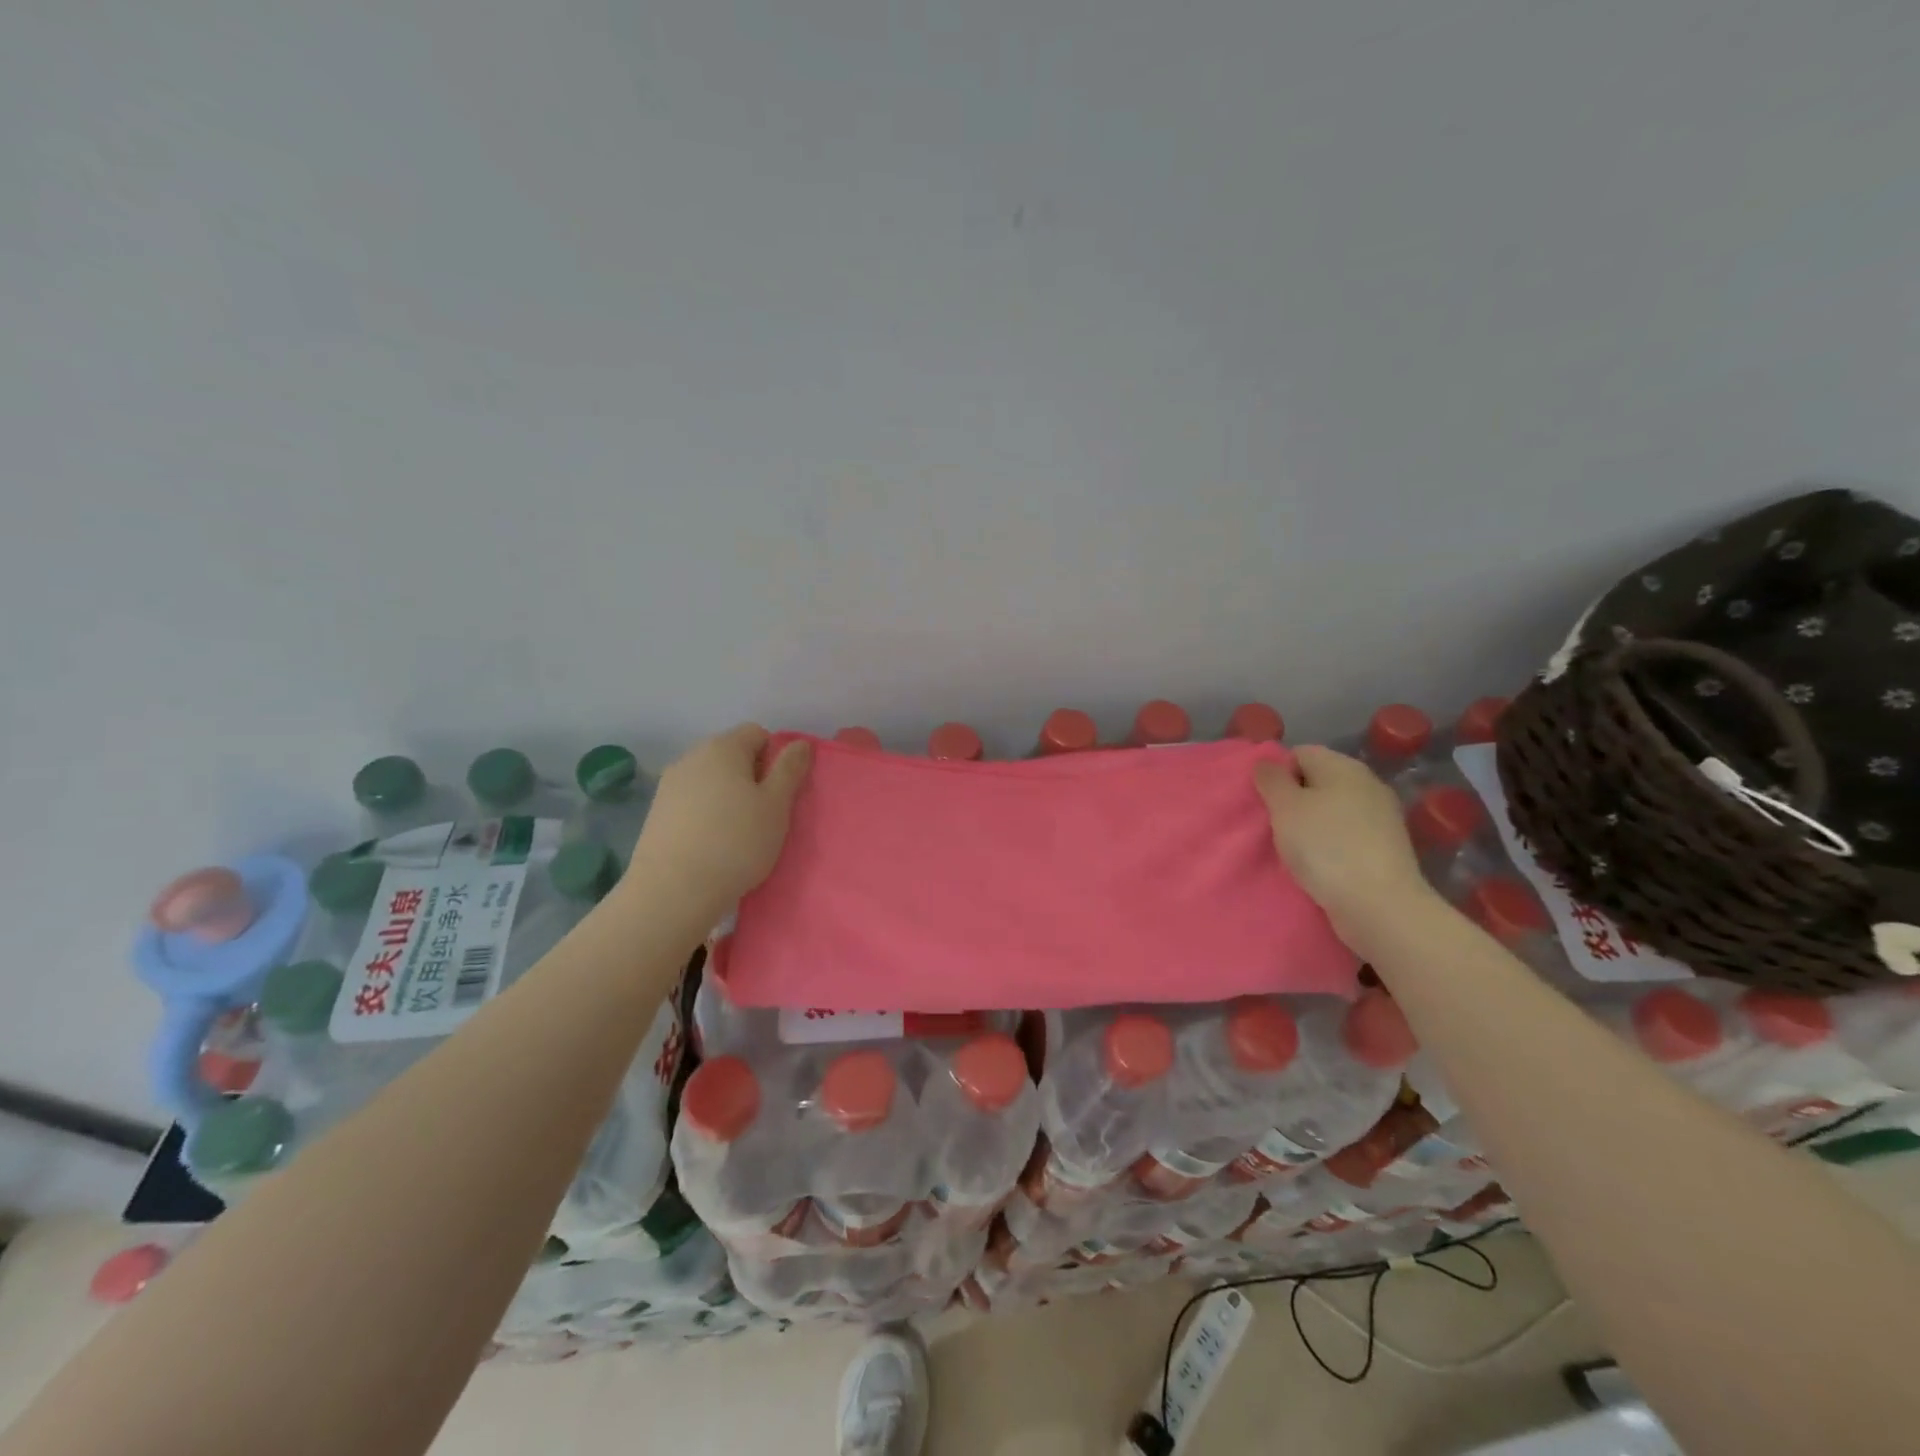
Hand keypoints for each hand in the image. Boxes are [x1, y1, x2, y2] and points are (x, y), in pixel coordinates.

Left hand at [629, 724, 811, 914]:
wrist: (673, 891)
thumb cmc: (736, 842)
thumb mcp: (776, 806)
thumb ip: (790, 769)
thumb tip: (800, 743)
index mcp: (723, 747)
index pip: (757, 734)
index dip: (775, 758)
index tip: (780, 792)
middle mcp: (692, 756)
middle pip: (732, 755)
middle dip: (752, 777)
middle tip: (765, 815)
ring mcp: (669, 784)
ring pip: (711, 780)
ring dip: (728, 797)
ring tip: (738, 834)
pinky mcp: (656, 812)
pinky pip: (692, 801)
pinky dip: (707, 814)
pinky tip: (713, 844)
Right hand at [1253, 746, 1436, 935]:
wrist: (1379, 905)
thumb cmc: (1325, 847)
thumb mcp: (1285, 807)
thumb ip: (1271, 779)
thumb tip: (1267, 762)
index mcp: (1343, 766)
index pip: (1300, 753)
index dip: (1277, 774)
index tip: (1265, 803)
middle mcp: (1367, 783)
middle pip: (1318, 781)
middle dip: (1294, 800)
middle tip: (1275, 826)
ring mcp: (1382, 816)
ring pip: (1333, 809)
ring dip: (1311, 824)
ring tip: (1294, 848)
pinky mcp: (1387, 847)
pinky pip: (1347, 834)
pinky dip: (1331, 844)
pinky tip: (1320, 864)